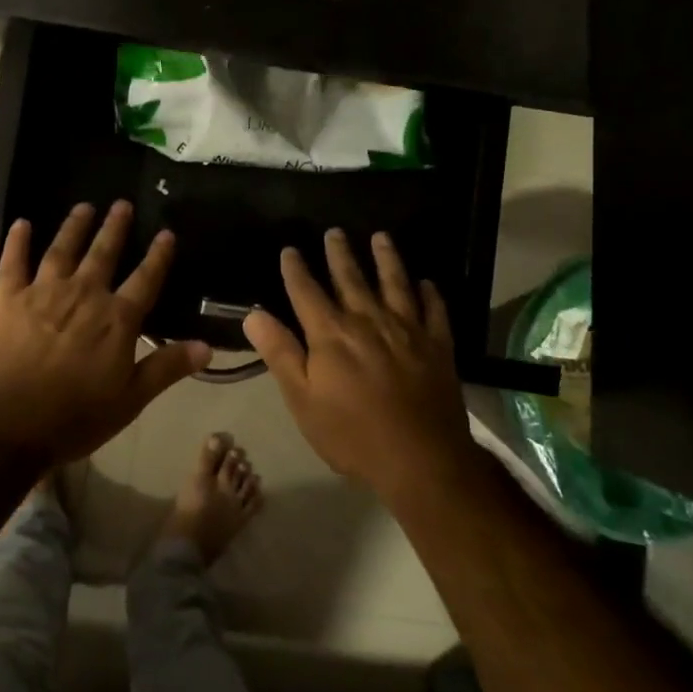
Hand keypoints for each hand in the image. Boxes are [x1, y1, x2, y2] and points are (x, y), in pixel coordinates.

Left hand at [0, 201, 211, 466]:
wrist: (8, 423)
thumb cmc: (75, 417)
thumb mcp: (131, 399)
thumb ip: (166, 368)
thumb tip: (206, 347)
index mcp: (116, 319)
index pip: (145, 279)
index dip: (158, 256)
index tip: (166, 233)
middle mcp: (83, 295)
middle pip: (103, 254)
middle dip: (115, 228)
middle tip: (122, 204)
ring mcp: (43, 294)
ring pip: (62, 250)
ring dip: (74, 227)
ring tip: (84, 206)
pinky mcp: (8, 300)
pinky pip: (13, 264)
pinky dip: (17, 243)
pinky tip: (22, 224)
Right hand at [244, 229, 472, 497]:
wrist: (420, 459)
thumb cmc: (351, 434)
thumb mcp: (302, 400)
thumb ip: (280, 353)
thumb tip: (254, 314)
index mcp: (331, 334)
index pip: (307, 291)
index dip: (296, 269)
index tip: (290, 249)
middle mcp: (368, 321)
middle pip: (351, 278)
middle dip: (340, 253)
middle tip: (335, 231)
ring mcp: (407, 330)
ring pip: (395, 283)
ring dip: (387, 259)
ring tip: (381, 237)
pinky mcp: (438, 345)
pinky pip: (434, 310)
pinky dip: (429, 293)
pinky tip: (427, 283)